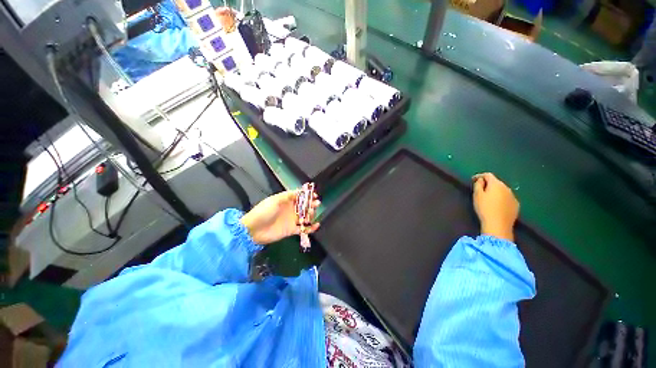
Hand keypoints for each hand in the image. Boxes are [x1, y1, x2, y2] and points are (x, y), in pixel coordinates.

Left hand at [241, 190, 320, 244]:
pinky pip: (304, 228)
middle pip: (304, 206)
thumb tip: (300, 191)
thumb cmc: (263, 212)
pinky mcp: (292, 230)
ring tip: (313, 213)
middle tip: (316, 204)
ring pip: (305, 216)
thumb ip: (288, 195)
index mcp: (286, 201)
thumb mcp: (275, 200)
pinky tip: (316, 225)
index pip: (299, 196)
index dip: (307, 195)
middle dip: (311, 204)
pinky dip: (311, 228)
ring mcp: (292, 220)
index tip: (314, 195)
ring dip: (311, 214)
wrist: (253, 230)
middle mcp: (290, 209)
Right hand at [472, 173, 518, 241]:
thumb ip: (478, 185)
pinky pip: (507, 198)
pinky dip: (501, 198)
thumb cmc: (485, 208)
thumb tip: (481, 180)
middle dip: (488, 184)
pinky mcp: (516, 205)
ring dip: (495, 191)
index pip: (488, 175)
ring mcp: (513, 196)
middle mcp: (507, 188)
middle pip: (496, 182)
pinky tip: (497, 205)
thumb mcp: (477, 195)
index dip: (479, 176)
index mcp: (496, 184)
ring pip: (502, 190)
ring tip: (488, 198)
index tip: (473, 179)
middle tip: (480, 189)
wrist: (498, 224)